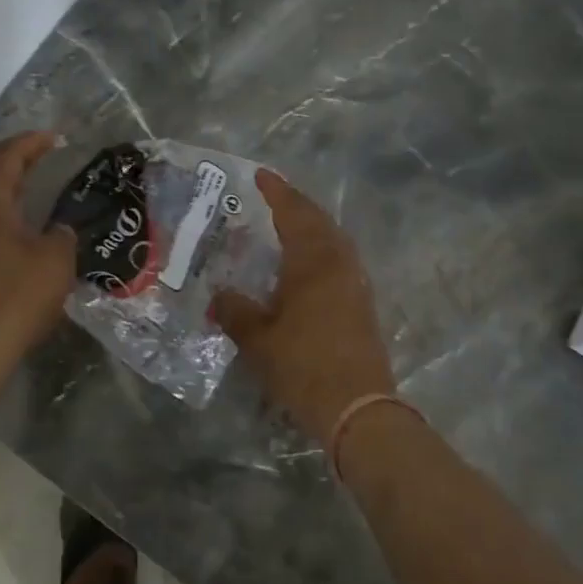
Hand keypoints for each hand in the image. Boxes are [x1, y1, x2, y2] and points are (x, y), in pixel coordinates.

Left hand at [0, 132, 76, 371]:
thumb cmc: (14, 298)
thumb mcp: (55, 262)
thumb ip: (61, 236)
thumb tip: (55, 231)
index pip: (6, 158)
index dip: (30, 143)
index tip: (53, 138)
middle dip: (13, 164)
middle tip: (41, 161)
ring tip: (26, 198)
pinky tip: (6, 238)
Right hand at [214, 171, 396, 443]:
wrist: (358, 407)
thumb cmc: (303, 365)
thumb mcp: (258, 339)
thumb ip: (235, 311)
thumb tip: (220, 296)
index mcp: (312, 261)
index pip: (293, 213)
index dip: (277, 192)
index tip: (261, 176)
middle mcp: (338, 263)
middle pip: (318, 221)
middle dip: (296, 205)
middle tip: (272, 197)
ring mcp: (355, 283)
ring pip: (333, 240)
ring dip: (311, 226)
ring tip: (287, 226)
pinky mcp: (362, 304)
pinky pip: (339, 260)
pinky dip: (320, 250)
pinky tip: (305, 266)